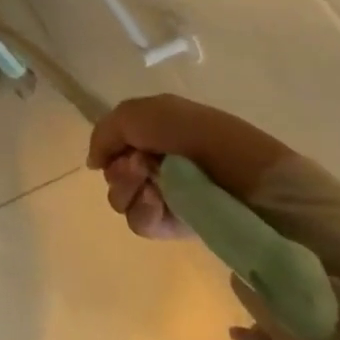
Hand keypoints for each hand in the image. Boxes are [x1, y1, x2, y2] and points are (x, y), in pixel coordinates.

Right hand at [86, 93, 292, 238]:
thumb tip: (94, 163)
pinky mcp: (179, 225)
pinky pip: (142, 224)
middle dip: (119, 172)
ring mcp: (168, 196)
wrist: (246, 175)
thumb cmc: (192, 134)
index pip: (112, 147)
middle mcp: (157, 164)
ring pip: (122, 200)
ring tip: (154, 187)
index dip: (110, 149)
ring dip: (129, 192)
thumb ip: (104, 133)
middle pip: (113, 175)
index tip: (122, 151)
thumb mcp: (137, 113)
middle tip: (140, 168)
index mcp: (152, 133)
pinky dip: (146, 212)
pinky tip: (161, 204)